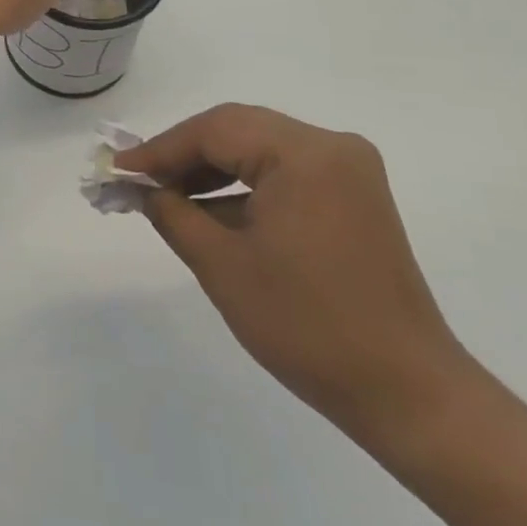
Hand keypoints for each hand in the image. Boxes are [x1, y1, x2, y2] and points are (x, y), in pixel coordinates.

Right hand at [130, 104, 475, 449]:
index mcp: (306, 154)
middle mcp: (332, 147)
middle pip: (238, 130)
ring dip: (211, 169)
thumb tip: (140, 188)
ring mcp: (348, 171)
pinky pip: (283, 172)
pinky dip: (243, 186)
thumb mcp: (223, 266)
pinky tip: (209, 210)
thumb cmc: (308, 327)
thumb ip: (172, 213)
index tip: (118, 169)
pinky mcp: (352, 196)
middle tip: (137, 179)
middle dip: (183, 154)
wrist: (408, 395)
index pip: (215, 130)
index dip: (160, 148)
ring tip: (165, 195)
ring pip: (258, 148)